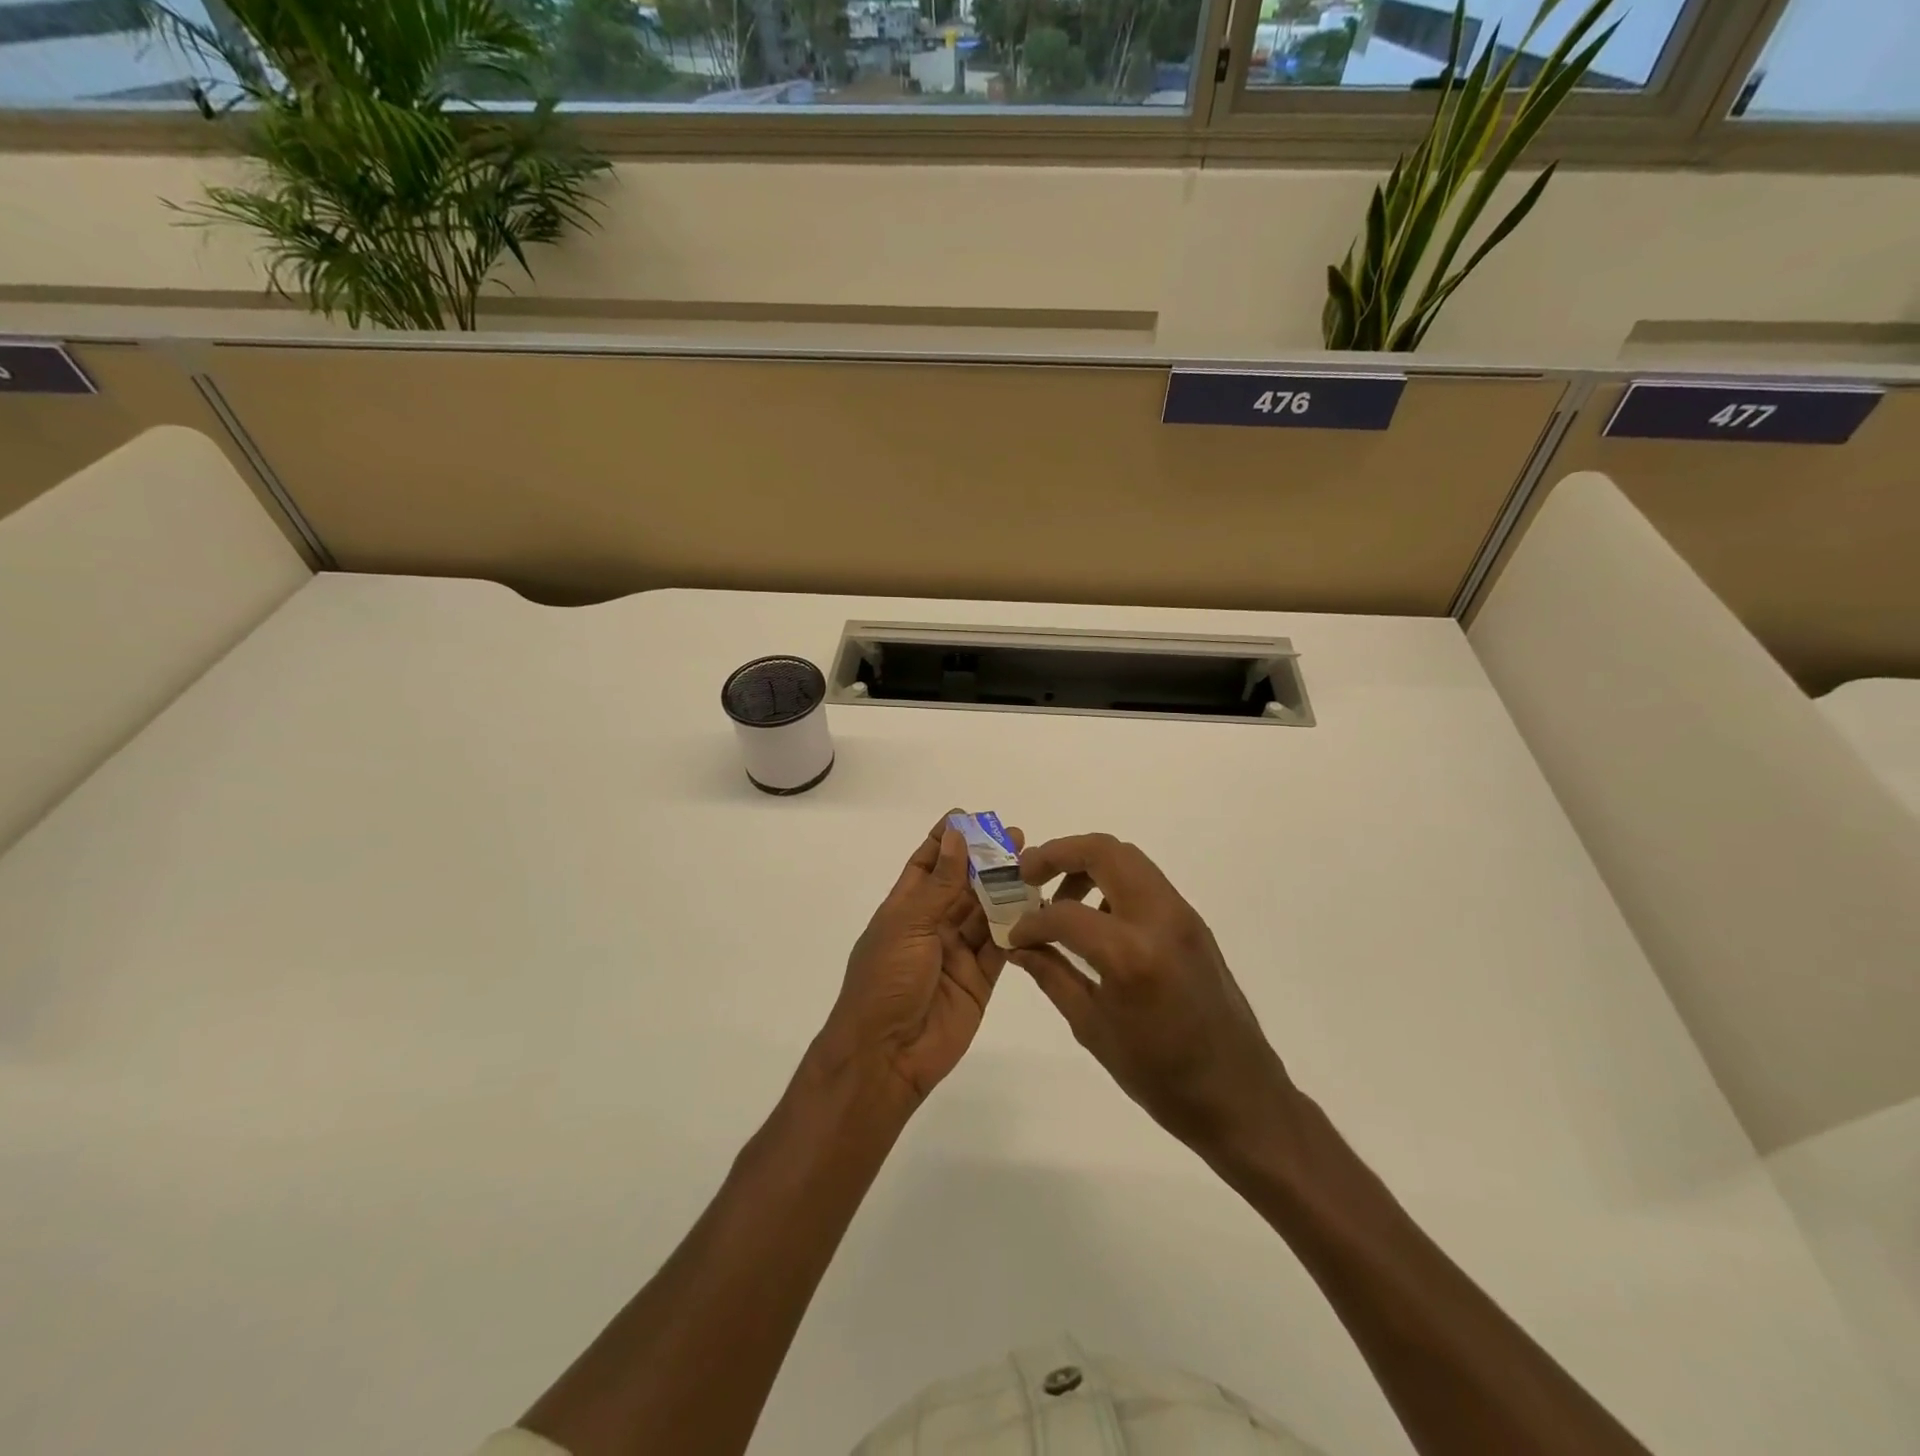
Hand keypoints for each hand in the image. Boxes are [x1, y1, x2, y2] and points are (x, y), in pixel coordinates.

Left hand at [815, 814, 1017, 1107]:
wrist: (886, 1056)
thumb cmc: (885, 982)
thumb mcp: (909, 925)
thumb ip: (939, 884)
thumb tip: (955, 835)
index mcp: (904, 909)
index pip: (926, 864)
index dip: (945, 840)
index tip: (969, 816)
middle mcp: (931, 927)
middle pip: (962, 886)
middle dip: (986, 861)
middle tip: (1017, 837)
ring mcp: (957, 954)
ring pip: (986, 913)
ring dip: (1005, 889)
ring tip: (1033, 863)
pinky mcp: (979, 980)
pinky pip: (1001, 947)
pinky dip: (1017, 927)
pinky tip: (1037, 905)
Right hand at [1009, 833, 1293, 1157]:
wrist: (1240, 1096)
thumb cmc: (1161, 1076)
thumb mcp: (1093, 1028)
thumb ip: (1052, 975)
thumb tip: (1018, 947)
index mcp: (1131, 954)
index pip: (1065, 913)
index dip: (1031, 922)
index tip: (1014, 934)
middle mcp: (1160, 919)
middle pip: (1103, 852)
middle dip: (1058, 854)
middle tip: (1029, 875)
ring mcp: (1182, 915)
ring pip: (1128, 858)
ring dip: (1087, 864)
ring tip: (1061, 899)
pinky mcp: (1193, 922)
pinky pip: (1146, 882)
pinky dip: (1112, 883)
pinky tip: (1095, 919)